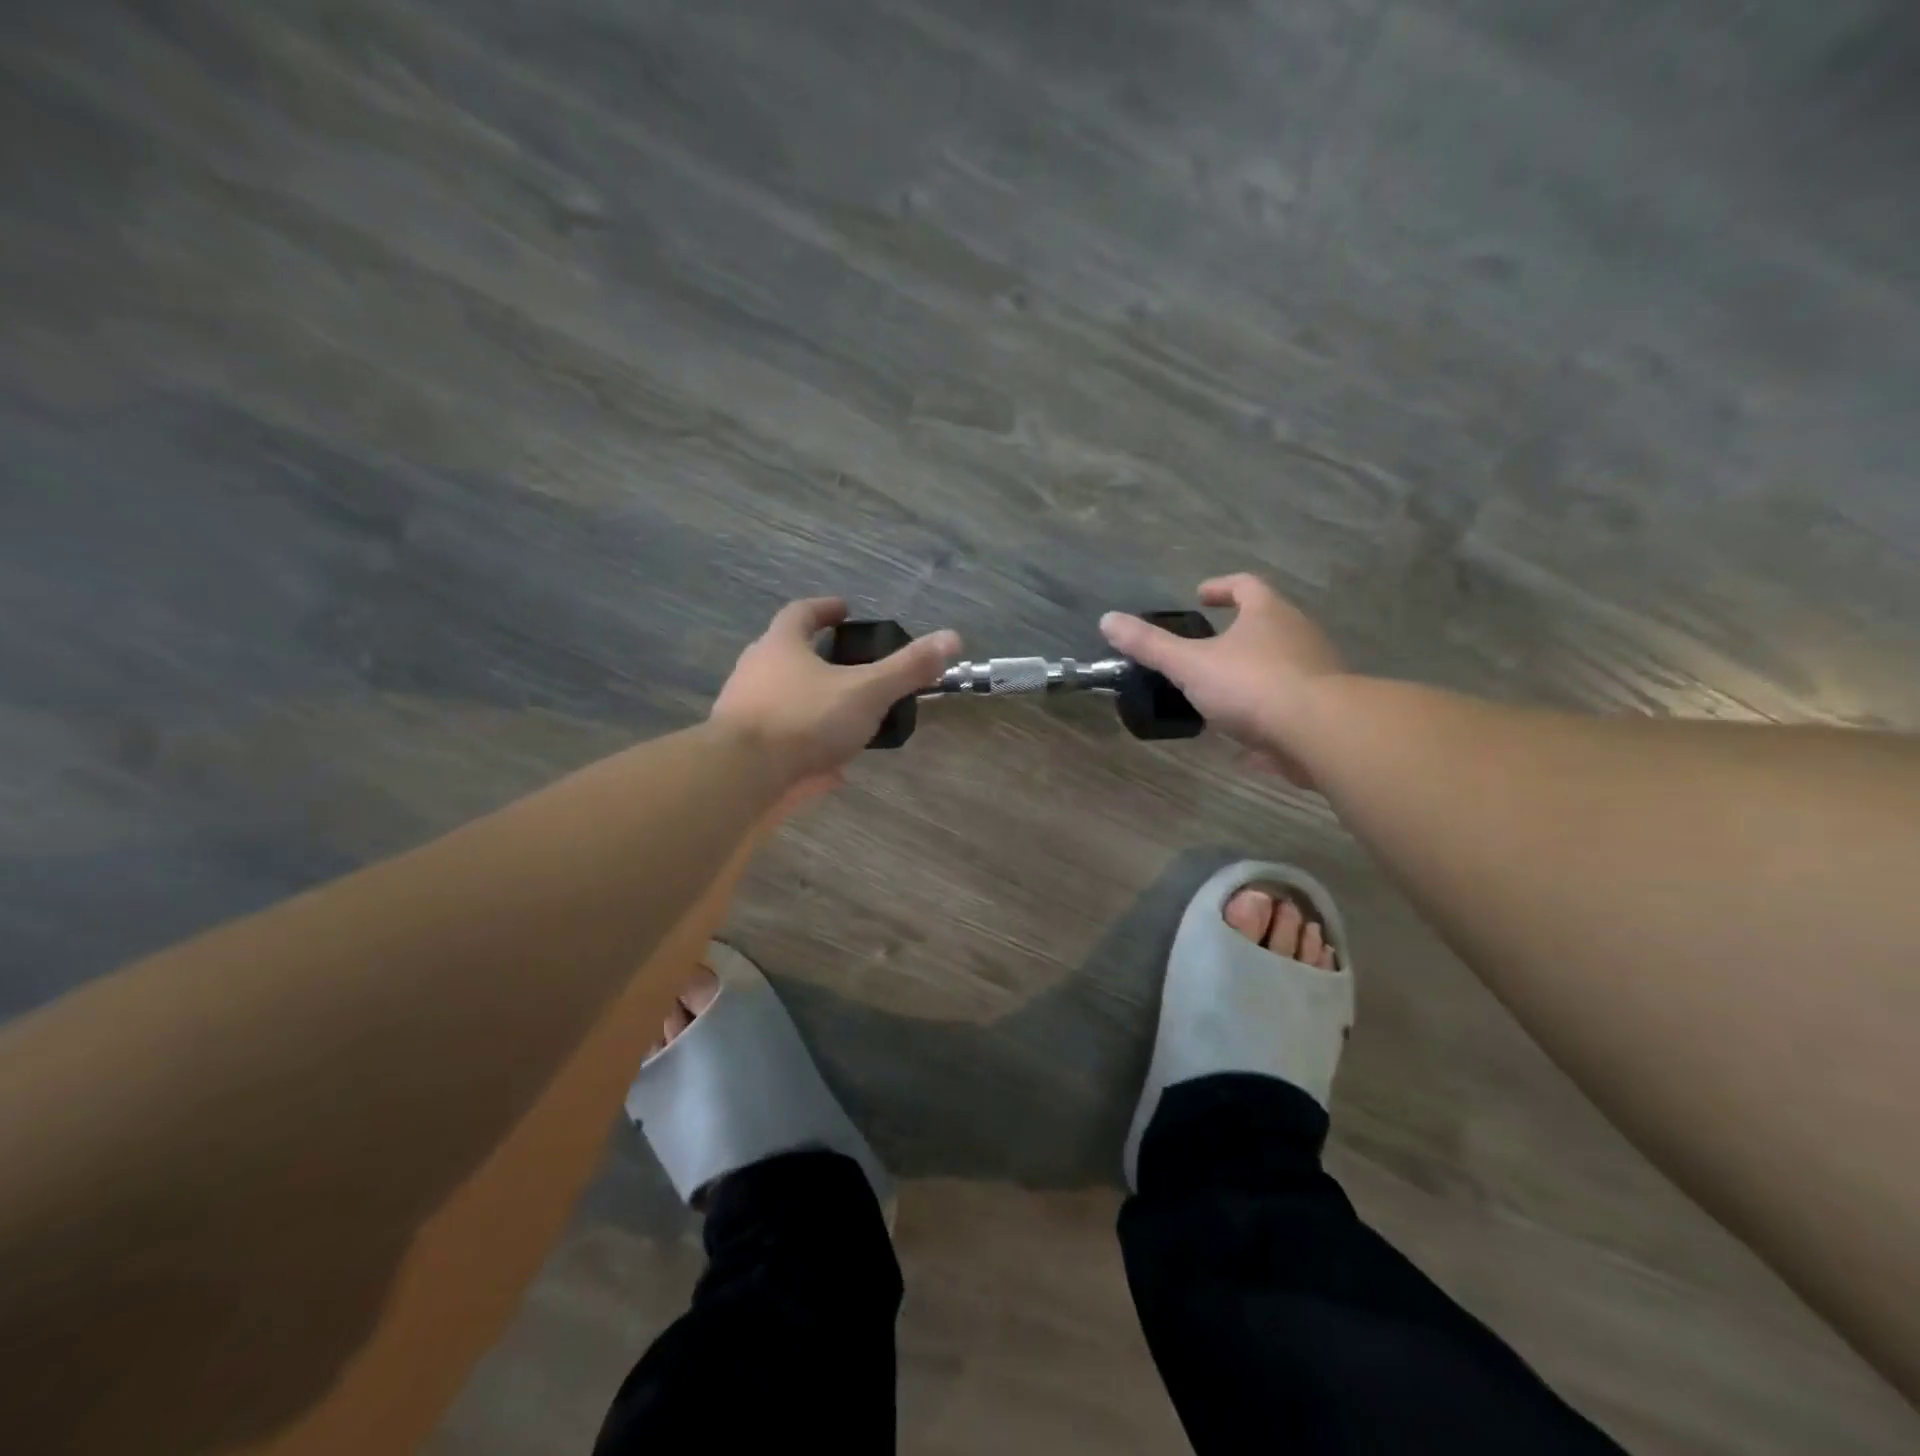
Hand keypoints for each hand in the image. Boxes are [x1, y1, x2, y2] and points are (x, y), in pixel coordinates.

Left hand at [711, 598, 960, 787]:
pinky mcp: (741, 749)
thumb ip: (907, 668)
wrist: (742, 776)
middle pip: (785, 654)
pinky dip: (805, 745)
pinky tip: (831, 769)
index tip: (844, 610)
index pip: (801, 613)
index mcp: (781, 646)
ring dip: (810, 702)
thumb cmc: (805, 719)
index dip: (825, 609)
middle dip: (816, 657)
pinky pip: (779, 739)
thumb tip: (952, 638)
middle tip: (848, 665)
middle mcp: (755, 671)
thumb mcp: (866, 691)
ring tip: (844, 717)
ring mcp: (742, 711)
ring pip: (781, 698)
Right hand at [1100, 574, 1342, 785]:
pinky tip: (1245, 741)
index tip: (1200, 596)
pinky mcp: (1324, 710)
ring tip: (1220, 694)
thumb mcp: (1190, 665)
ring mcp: (1317, 672)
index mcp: (1268, 614)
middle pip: (1267, 623)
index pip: (1245, 585)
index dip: (1220, 587)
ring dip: (1252, 673)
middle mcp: (1299, 634)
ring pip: (1281, 664)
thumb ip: (1150, 645)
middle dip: (1237, 632)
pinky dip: (1266, 714)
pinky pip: (1289, 706)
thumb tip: (1108, 620)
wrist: (1320, 732)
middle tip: (1206, 647)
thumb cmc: (1252, 685)